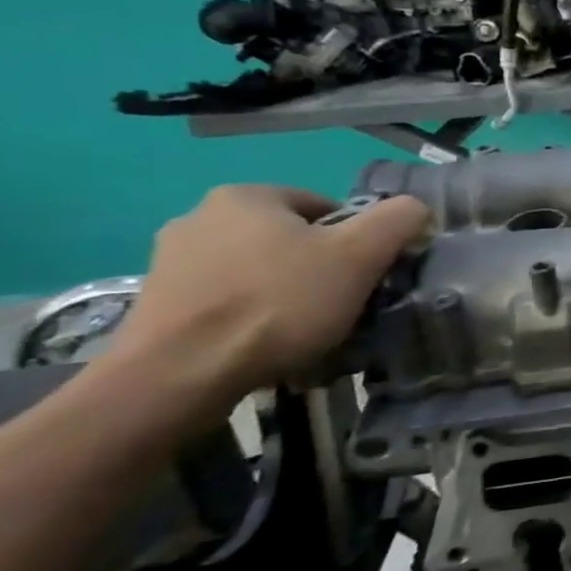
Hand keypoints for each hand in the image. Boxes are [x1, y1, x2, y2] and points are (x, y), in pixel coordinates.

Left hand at [102, 186, 429, 418]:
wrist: (180, 374)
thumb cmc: (279, 302)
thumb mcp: (361, 254)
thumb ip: (398, 219)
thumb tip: (414, 209)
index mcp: (246, 196)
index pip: (326, 207)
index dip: (357, 240)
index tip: (365, 275)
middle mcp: (199, 217)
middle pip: (291, 239)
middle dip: (321, 267)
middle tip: (344, 303)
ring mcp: (169, 262)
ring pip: (258, 271)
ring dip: (286, 293)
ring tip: (308, 330)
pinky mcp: (156, 304)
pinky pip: (226, 301)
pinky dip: (252, 317)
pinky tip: (267, 344)